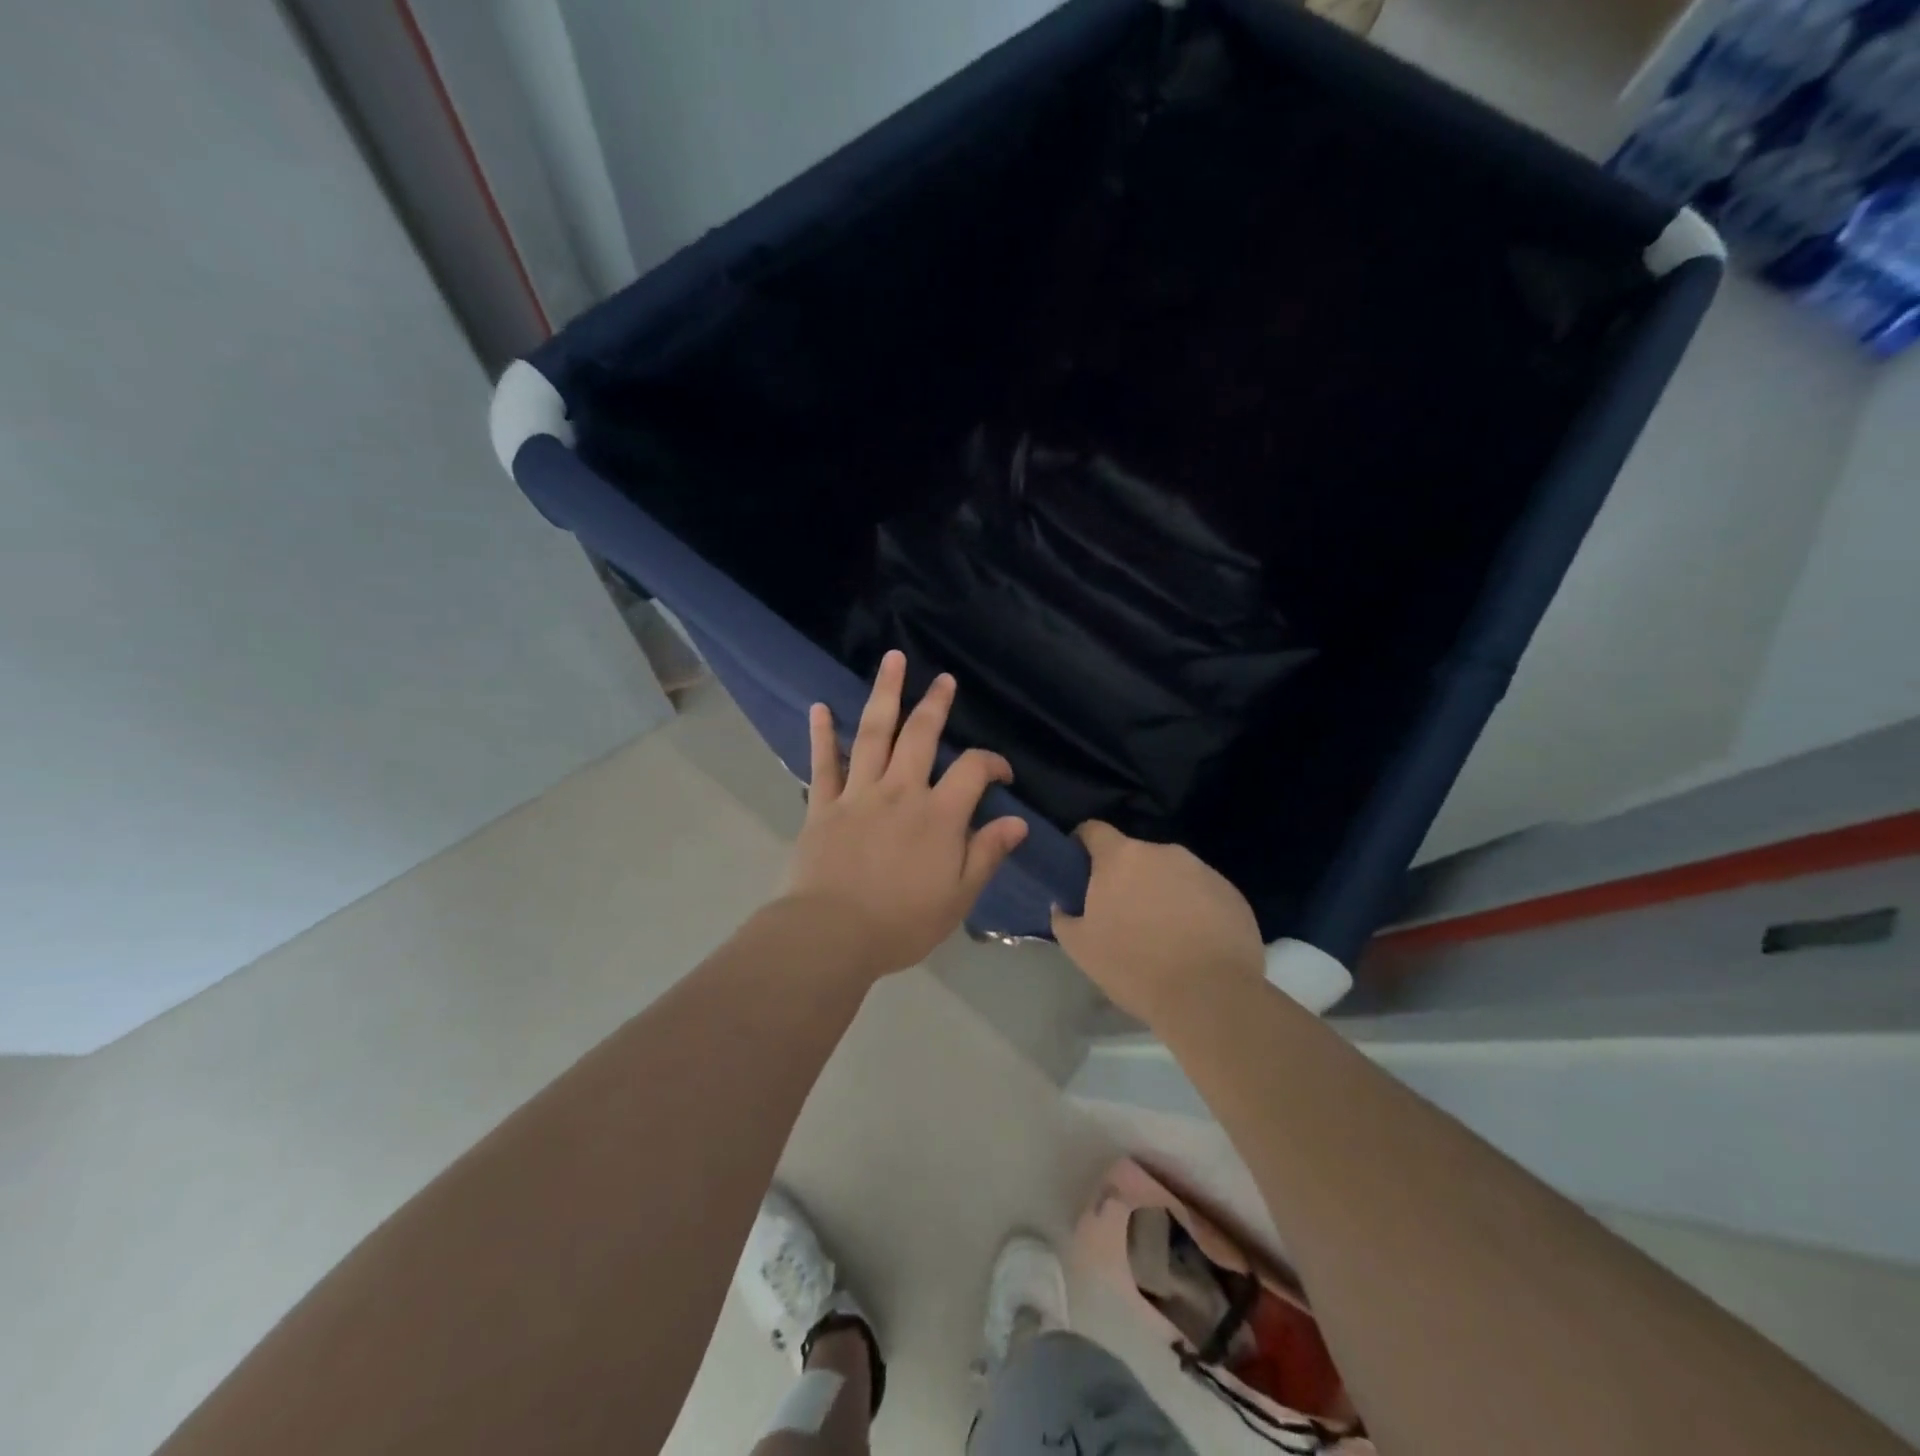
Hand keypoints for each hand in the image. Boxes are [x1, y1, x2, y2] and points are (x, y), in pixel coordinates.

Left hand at [780, 651, 1029, 980]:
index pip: (973, 771)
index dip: (993, 763)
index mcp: (939, 815)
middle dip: (935, 704)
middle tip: (944, 678)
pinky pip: (824, 763)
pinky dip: (823, 734)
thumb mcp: (959, 897)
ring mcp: (858, 794)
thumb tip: (1017, 822)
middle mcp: (900, 792)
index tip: (1002, 773)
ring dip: (885, 694)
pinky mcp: (823, 806)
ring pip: (874, 734)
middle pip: (921, 735)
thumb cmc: (901, 923)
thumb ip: (986, 854)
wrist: (832, 935)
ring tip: (893, 660)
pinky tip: (821, 707)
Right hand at [1050, 822, 1264, 1025]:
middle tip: (1123, 916)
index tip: (1081, 870)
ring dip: (1161, 893)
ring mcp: (1202, 870)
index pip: (1093, 830)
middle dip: (1126, 878)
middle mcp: (1162, 851)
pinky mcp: (1232, 893)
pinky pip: (1202, 893)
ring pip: (1170, 873)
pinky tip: (1194, 944)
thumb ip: (1064, 917)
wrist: (1211, 997)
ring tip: (1163, 934)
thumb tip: (1064, 904)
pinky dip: (1193, 909)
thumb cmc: (1135, 967)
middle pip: (1135, 855)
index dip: (1083, 845)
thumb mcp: (1081, 948)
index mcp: (1121, 857)